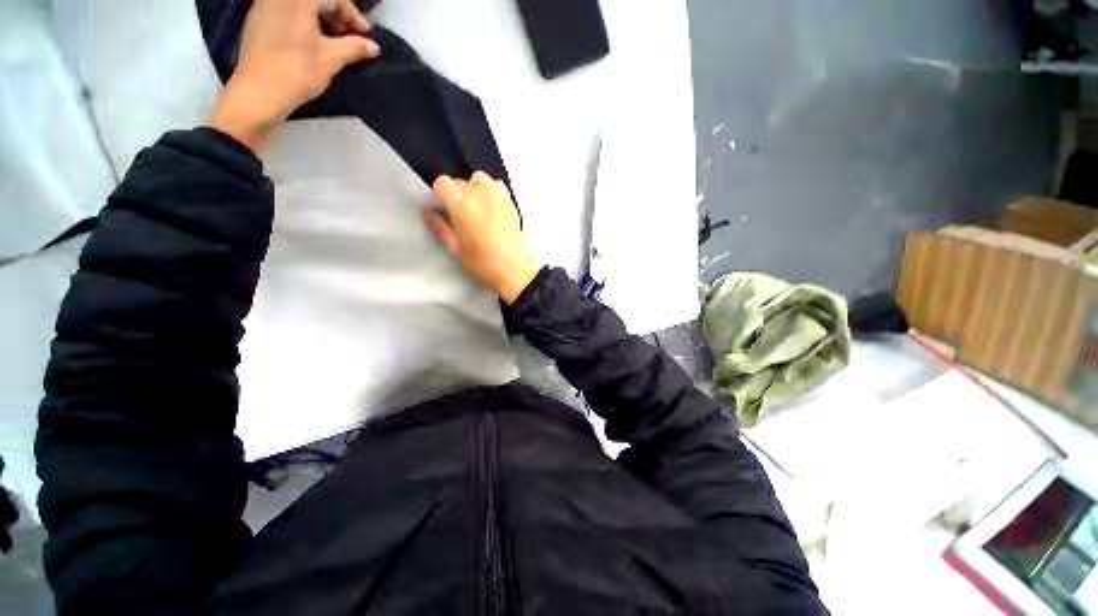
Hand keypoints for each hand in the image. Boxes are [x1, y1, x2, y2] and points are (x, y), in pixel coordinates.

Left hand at [208, 0, 380, 150]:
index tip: (366, 37)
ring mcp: (265, 4)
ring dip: (322, 19)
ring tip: (334, 42)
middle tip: (351, 39)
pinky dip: (305, 21)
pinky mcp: (257, 18)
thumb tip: (373, 46)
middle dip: (337, 15)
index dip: (354, 16)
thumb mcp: (331, 59)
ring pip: (302, 5)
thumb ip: (354, 47)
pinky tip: (312, 42)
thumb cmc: (296, 71)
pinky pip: (287, 10)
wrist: (258, 91)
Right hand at [423, 172, 543, 303]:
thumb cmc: (483, 263)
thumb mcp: (455, 247)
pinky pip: (496, 185)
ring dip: (474, 190)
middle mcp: (479, 194)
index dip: (440, 195)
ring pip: (478, 179)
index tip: (443, 208)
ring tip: (476, 210)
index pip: (442, 182)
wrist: (513, 269)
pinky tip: (491, 208)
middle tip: (460, 216)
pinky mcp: (510, 201)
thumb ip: (439, 225)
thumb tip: (426, 211)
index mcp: (461, 204)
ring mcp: (497, 195)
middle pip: (459, 182)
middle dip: (456, 195)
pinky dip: (491, 191)